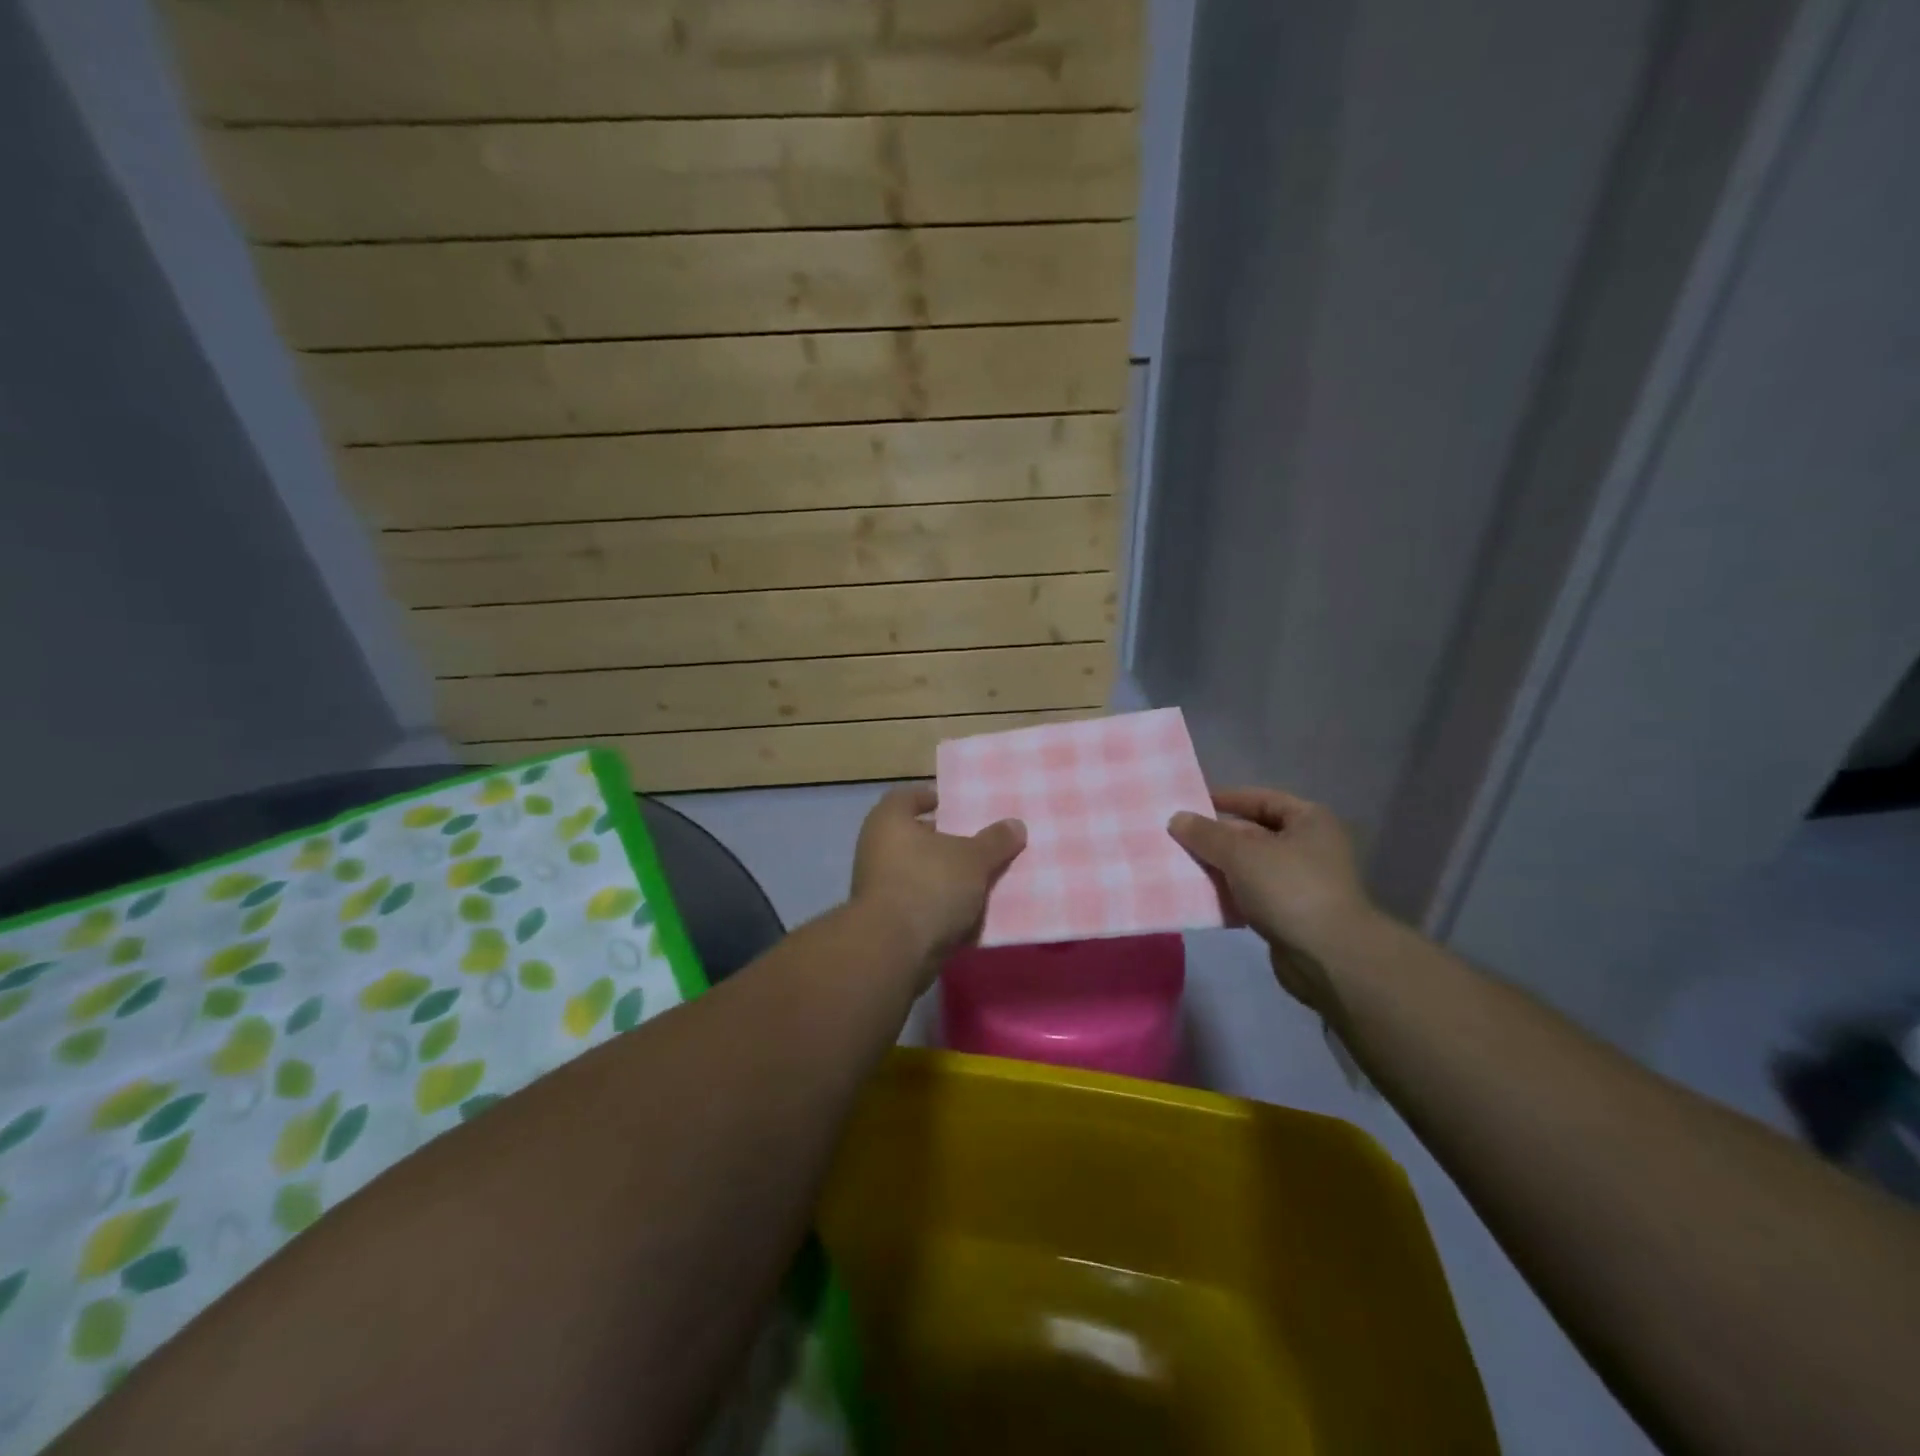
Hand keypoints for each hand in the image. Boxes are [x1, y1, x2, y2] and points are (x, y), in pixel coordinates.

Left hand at [850, 785, 1025, 972]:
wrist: (894, 951)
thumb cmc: (929, 885)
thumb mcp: (973, 859)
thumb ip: (995, 840)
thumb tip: (1016, 824)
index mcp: (889, 821)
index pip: (908, 797)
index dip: (932, 798)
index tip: (958, 806)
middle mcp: (876, 848)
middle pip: (915, 837)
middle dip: (946, 841)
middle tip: (978, 843)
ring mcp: (877, 886)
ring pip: (919, 873)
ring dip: (945, 876)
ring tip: (982, 878)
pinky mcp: (885, 920)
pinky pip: (919, 904)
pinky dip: (940, 906)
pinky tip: (969, 911)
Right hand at [1169, 788, 1377, 1010]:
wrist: (1329, 957)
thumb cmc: (1289, 888)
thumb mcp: (1241, 853)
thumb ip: (1206, 834)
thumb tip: (1176, 818)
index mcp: (1309, 820)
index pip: (1260, 799)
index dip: (1226, 799)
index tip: (1190, 805)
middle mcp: (1309, 846)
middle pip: (1253, 833)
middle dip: (1216, 838)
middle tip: (1178, 839)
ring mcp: (1302, 882)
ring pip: (1250, 866)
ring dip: (1219, 867)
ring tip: (1181, 867)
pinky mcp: (1291, 914)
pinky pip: (1252, 895)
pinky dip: (1230, 894)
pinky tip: (1201, 897)